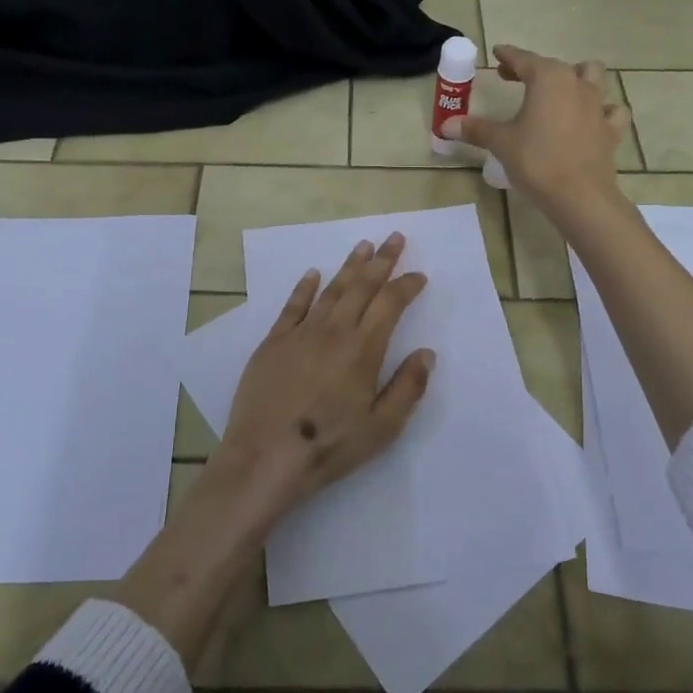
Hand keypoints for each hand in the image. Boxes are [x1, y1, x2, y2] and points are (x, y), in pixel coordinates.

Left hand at [216, 232, 435, 521]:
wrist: (265, 455)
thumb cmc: (329, 445)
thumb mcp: (382, 428)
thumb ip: (408, 387)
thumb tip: (426, 353)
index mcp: (363, 349)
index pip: (390, 304)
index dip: (406, 286)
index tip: (419, 275)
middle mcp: (334, 330)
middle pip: (362, 286)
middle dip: (382, 260)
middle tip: (394, 237)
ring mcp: (301, 333)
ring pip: (330, 289)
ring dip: (349, 266)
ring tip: (363, 246)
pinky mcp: (273, 342)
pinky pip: (293, 305)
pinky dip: (305, 287)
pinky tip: (313, 274)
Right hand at [442, 44, 629, 211]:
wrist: (579, 195)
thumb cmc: (536, 160)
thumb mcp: (501, 142)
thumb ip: (476, 129)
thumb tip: (447, 125)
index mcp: (548, 79)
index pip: (524, 59)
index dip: (509, 56)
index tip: (498, 52)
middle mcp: (576, 84)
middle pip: (554, 66)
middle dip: (534, 68)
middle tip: (515, 78)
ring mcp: (598, 105)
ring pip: (593, 76)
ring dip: (576, 77)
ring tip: (560, 90)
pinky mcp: (611, 129)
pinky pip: (611, 110)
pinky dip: (602, 110)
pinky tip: (591, 118)